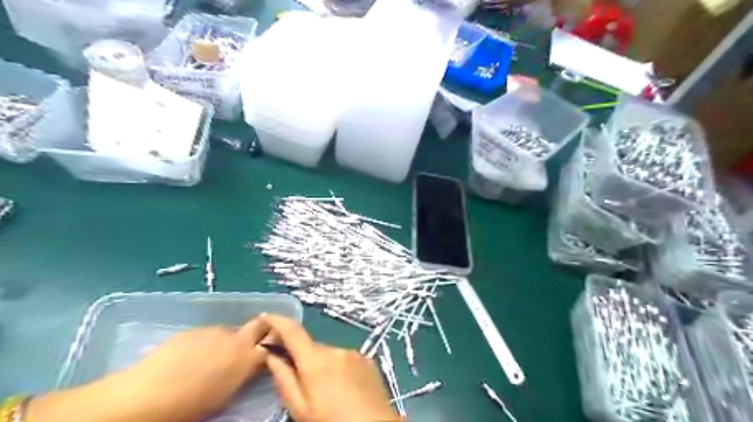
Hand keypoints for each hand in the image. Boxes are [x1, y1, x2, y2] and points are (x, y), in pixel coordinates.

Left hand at [28, 318, 270, 421]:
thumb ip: (241, 375)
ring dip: (229, 341)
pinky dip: (207, 342)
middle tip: (252, 347)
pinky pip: (209, 334)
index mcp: (246, 358)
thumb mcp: (225, 395)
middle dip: (262, 330)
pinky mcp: (192, 330)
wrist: (144, 396)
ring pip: (231, 331)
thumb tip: (247, 369)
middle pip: (260, 324)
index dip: (275, 346)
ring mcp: (213, 331)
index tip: (271, 353)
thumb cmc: (189, 407)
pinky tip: (191, 357)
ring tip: (212, 359)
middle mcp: (235, 339)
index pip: (273, 344)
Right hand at [263, 312, 399, 421]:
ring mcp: (353, 352)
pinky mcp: (367, 359)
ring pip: (329, 354)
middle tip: (301, 382)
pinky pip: (345, 358)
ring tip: (327, 391)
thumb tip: (272, 355)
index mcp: (315, 360)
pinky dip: (339, 368)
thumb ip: (283, 379)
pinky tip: (344, 388)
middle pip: (311, 347)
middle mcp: (335, 349)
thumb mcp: (300, 408)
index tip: (267, 316)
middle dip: (303, 359)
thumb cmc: (331, 421)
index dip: (278, 321)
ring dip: (323, 365)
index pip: (293, 331)